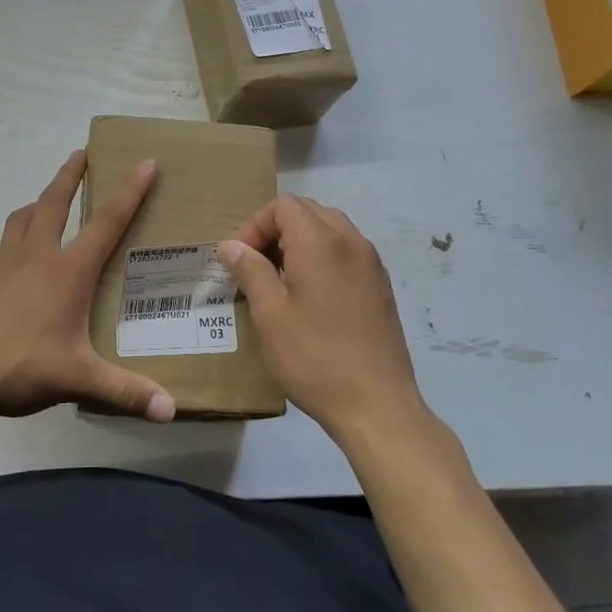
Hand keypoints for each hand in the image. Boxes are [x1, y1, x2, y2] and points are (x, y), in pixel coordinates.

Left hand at [0, 150, 176, 423]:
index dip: (129, 190)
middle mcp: (36, 256)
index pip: (107, 221)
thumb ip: (125, 392)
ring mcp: (3, 264)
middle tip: (80, 153)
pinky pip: (4, 246)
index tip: (146, 161)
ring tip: (46, 199)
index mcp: (67, 271)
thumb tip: (171, 412)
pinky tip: (18, 258)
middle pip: (54, 201)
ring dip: (38, 200)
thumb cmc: (18, 365)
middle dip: (70, 174)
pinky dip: (17, 237)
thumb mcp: (77, 379)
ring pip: (22, 217)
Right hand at [217, 196, 425, 444]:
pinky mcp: (380, 285)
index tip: (239, 260)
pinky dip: (323, 256)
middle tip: (256, 266)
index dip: (254, 225)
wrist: (377, 405)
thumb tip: (231, 245)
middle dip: (276, 229)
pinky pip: (347, 250)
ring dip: (300, 241)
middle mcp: (351, 241)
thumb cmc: (315, 358)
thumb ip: (250, 270)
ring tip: (281, 279)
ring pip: (330, 228)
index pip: (283, 206)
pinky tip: (311, 295)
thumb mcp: (270, 315)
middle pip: (308, 210)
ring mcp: (371, 262)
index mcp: (321, 242)